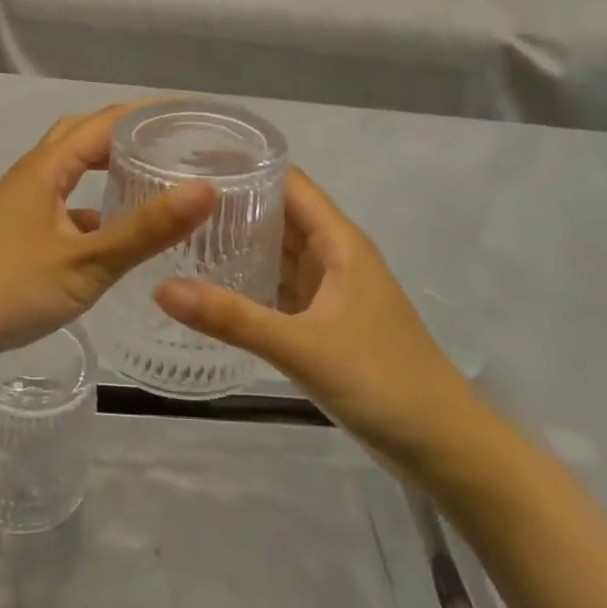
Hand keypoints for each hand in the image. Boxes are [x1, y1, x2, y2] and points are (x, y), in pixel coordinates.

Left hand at [0, 104, 217, 355]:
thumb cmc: (13, 286)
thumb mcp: (87, 262)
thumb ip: (145, 230)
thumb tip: (206, 189)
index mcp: (48, 166)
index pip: (106, 121)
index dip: (148, 112)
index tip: (191, 113)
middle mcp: (34, 173)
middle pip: (84, 133)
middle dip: (127, 129)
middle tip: (173, 138)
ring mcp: (23, 201)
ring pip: (72, 166)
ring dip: (108, 161)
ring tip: (150, 172)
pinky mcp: (19, 228)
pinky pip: (65, 198)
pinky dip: (94, 200)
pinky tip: (116, 227)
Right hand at [154, 168, 484, 480]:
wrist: (445, 448)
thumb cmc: (383, 382)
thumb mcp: (302, 348)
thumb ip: (233, 318)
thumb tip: (161, 289)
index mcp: (340, 243)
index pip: (289, 183)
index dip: (246, 166)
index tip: (192, 160)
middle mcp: (335, 257)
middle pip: (280, 214)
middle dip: (233, 204)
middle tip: (171, 199)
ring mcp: (332, 291)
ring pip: (280, 252)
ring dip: (240, 242)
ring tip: (180, 234)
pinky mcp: (326, 322)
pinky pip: (281, 287)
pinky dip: (251, 281)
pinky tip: (212, 286)